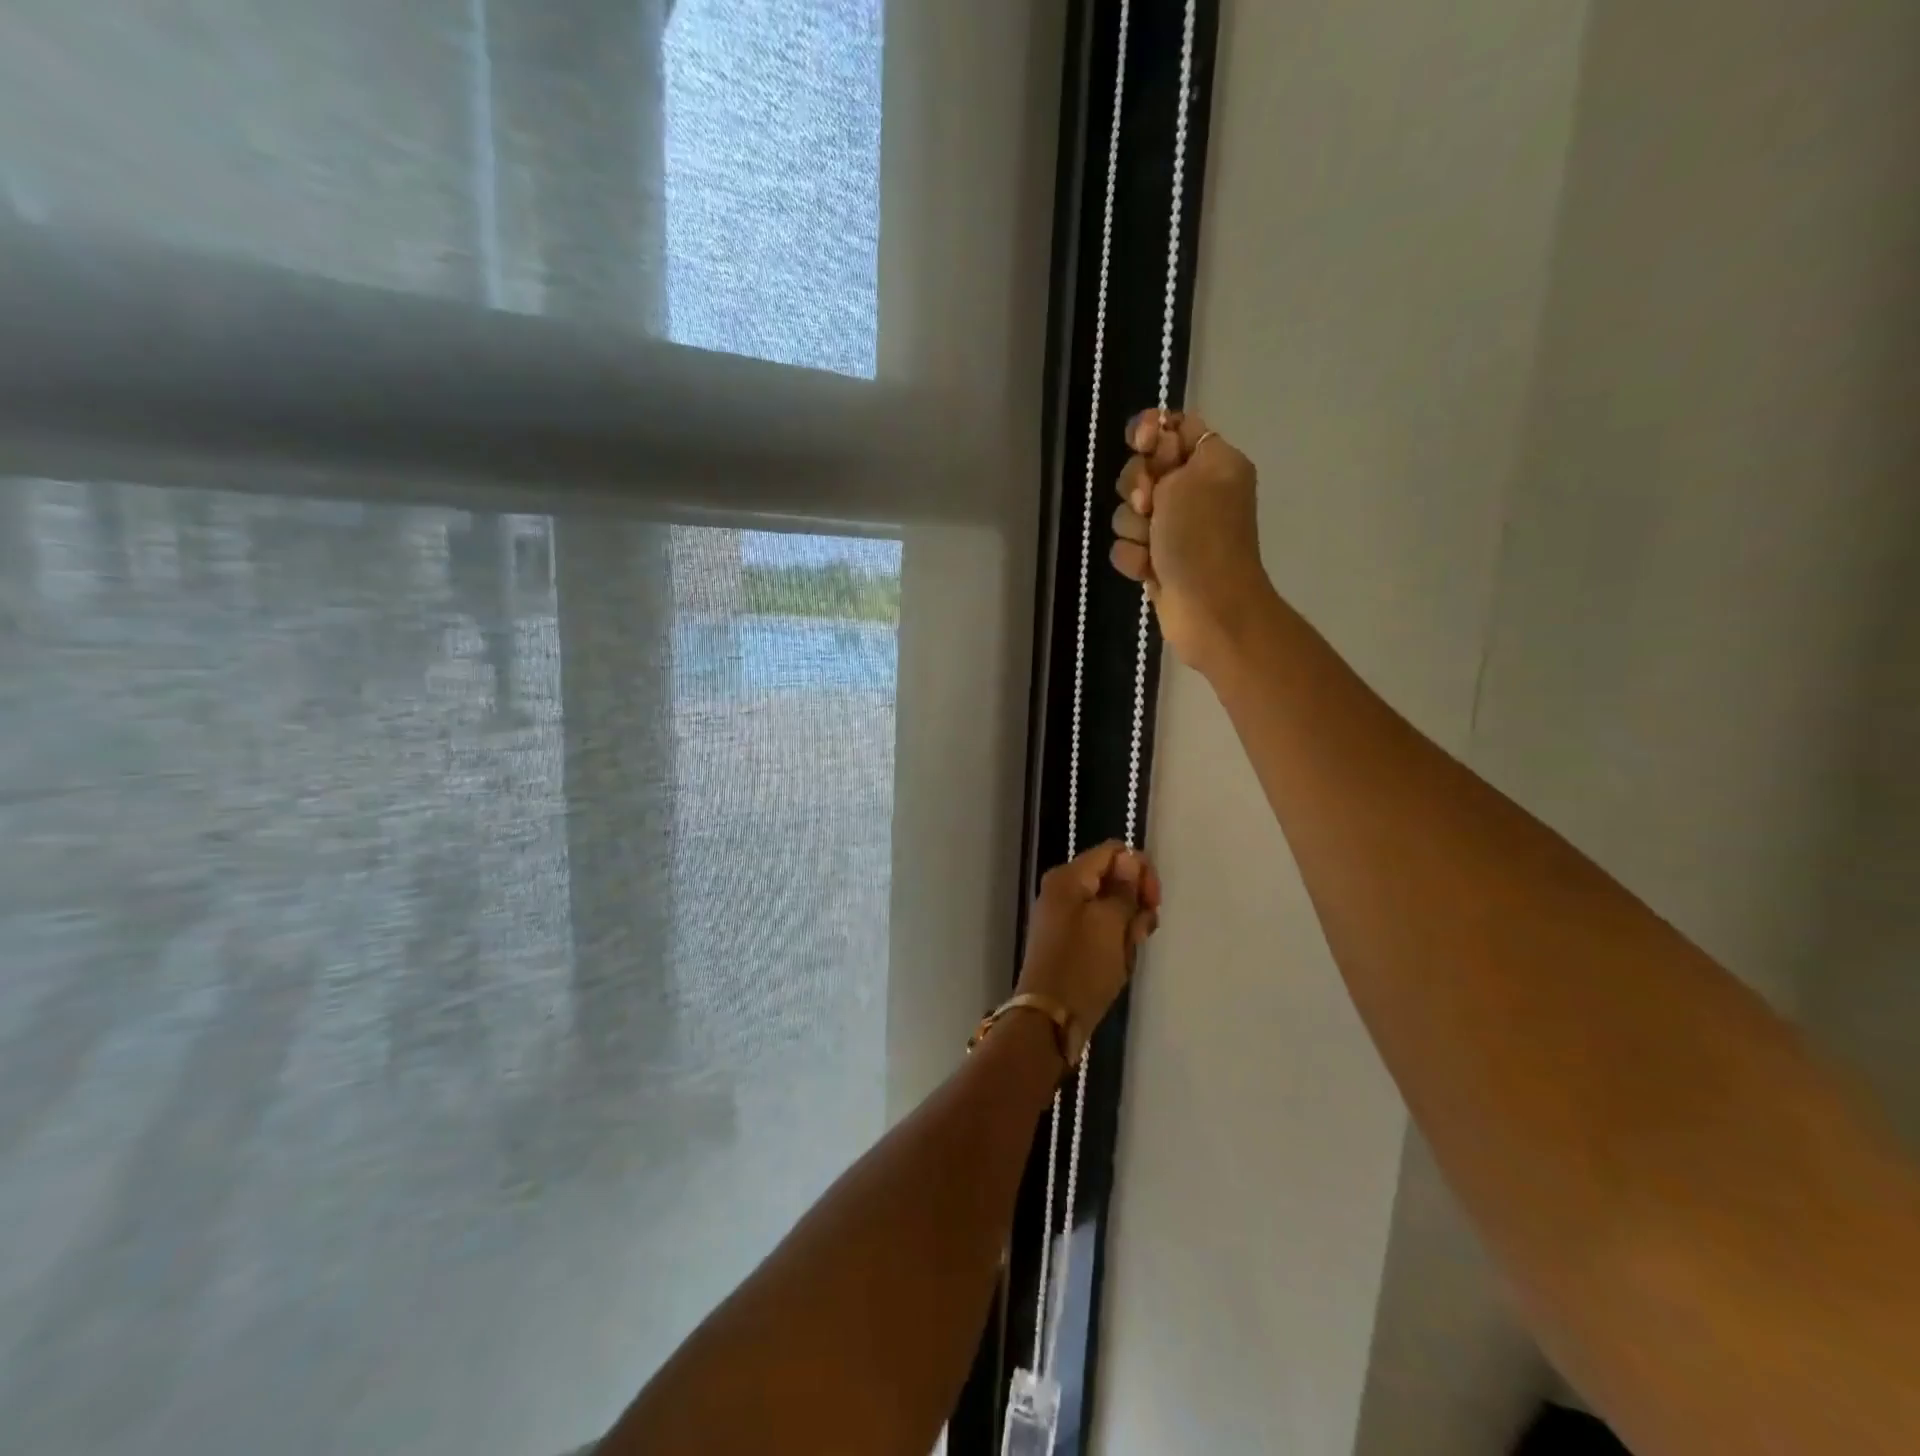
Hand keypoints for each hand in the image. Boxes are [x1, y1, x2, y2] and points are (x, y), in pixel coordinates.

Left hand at [1015, 841, 1160, 1055]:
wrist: (1051, 1018)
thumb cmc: (1083, 965)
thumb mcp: (1110, 922)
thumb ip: (1124, 888)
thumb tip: (1130, 858)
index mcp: (1069, 877)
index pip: (1114, 852)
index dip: (1140, 870)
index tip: (1153, 901)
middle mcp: (1064, 890)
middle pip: (1114, 879)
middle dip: (1135, 903)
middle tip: (1140, 932)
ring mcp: (1066, 916)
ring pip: (1112, 908)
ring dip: (1128, 927)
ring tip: (1127, 954)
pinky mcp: (1071, 941)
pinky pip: (1102, 930)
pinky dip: (1116, 943)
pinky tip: (1119, 962)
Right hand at [1110, 410, 1272, 675]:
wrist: (1209, 608)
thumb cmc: (1202, 538)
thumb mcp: (1189, 477)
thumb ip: (1167, 447)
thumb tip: (1156, 434)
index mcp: (1213, 463)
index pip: (1175, 428)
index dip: (1151, 432)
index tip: (1141, 443)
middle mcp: (1194, 492)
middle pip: (1143, 470)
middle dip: (1136, 488)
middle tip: (1150, 505)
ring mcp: (1175, 529)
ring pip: (1129, 512)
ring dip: (1134, 529)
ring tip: (1152, 546)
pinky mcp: (1158, 560)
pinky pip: (1127, 546)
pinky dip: (1134, 558)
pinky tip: (1148, 570)